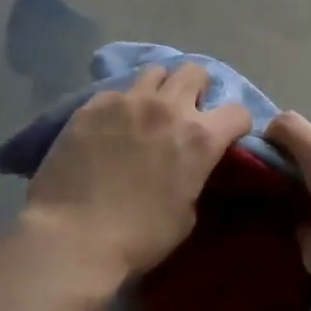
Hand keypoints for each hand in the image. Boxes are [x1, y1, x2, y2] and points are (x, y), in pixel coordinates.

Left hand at [25, 64, 251, 282]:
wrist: (73, 237)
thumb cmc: (138, 238)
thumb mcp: (186, 216)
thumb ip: (195, 177)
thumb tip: (189, 167)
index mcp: (200, 138)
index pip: (237, 111)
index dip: (236, 124)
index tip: (227, 135)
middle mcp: (168, 108)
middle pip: (196, 72)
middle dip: (198, 89)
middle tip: (187, 111)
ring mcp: (128, 101)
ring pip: (156, 71)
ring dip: (160, 88)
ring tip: (149, 110)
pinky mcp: (94, 105)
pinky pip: (117, 91)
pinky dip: (122, 105)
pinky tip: (110, 126)